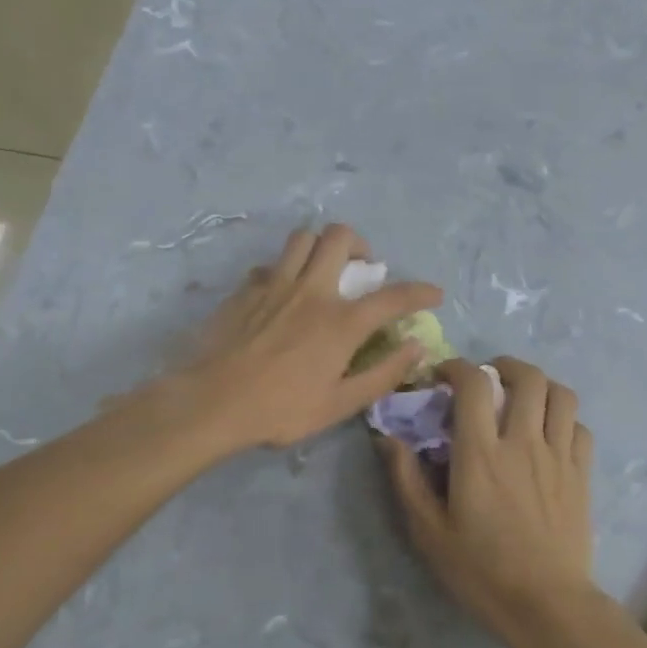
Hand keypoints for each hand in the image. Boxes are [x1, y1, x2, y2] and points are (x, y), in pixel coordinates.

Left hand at [180, 224, 441, 450]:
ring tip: (323, 271)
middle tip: (363, 269)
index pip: (392, 297)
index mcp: (340, 322)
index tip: (434, 294)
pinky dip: (285, 271)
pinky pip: (271, 264)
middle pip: (340, 237)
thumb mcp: (340, 404)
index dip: (420, 292)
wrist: (212, 403)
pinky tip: (283, 294)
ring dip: (321, 247)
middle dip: (361, 245)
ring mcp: (275, 285)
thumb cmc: (280, 409)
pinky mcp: (246, 289)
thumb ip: (382, 373)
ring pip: (303, 239)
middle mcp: (312, 291)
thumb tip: (415, 347)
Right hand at [379, 356, 596, 647]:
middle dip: (505, 366)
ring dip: (540, 385)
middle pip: (527, 377)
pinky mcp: (582, 474)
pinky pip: (579, 426)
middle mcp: (523, 443)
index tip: (444, 376)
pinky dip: (563, 418)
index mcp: (481, 454)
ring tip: (523, 397)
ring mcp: (558, 456)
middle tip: (489, 379)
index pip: (474, 384)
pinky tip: (549, 433)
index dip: (458, 367)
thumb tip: (388, 438)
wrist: (547, 606)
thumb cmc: (482, 572)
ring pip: (561, 394)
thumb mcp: (429, 533)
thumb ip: (407, 480)